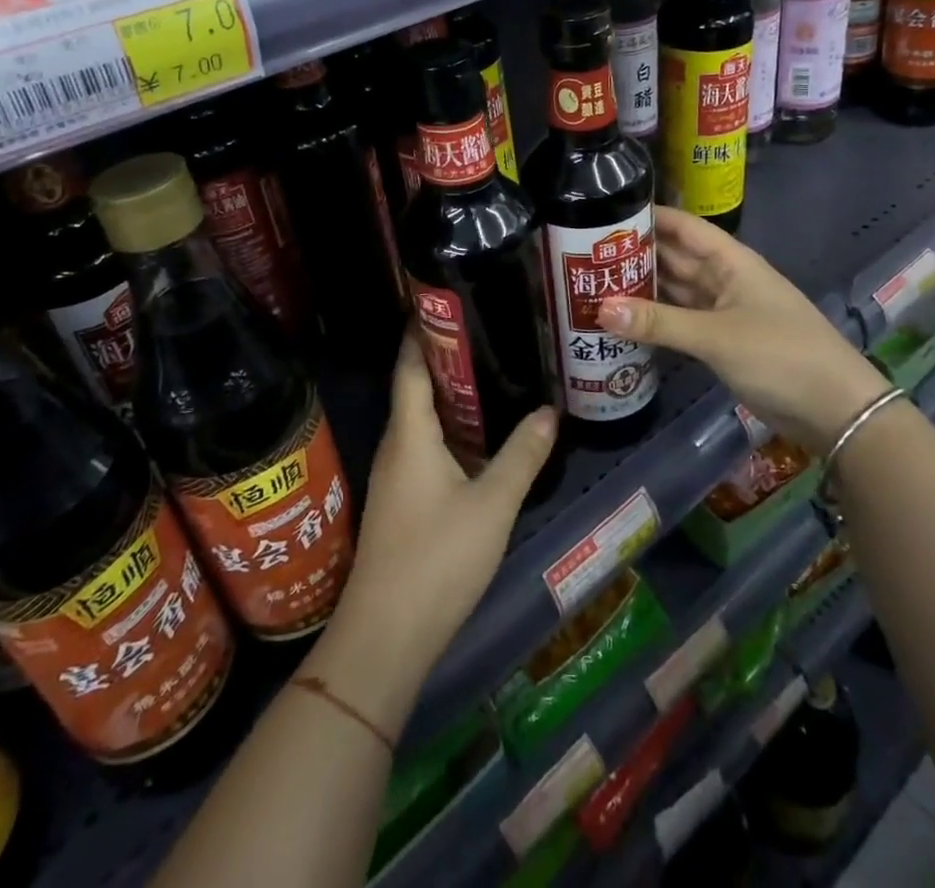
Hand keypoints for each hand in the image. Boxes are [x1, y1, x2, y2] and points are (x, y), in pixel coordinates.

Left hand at [311, 326, 557, 735]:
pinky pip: (427, 446)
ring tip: (494, 374)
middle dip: (448, 357)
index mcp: (410, 432)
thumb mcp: (492, 504)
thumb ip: (522, 456)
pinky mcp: (402, 500)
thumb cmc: (437, 558)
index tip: (447, 299)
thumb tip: (548, 411)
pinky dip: (452, 430)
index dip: (424, 328)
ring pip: (423, 419)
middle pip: (417, 385)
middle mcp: (397, 444)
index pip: (411, 363)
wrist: (385, 636)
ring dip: (453, 396)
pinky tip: (481, 437)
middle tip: (490, 331)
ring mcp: (396, 474)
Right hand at [597, 205, 887, 451]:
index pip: (683, 226)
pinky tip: (623, 320)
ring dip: (642, 288)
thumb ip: (657, 323)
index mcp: (731, 261)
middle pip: (675, 258)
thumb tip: (599, 309)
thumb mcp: (715, 336)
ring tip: (593, 283)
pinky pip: (681, 320)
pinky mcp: (722, 341)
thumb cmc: (780, 355)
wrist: (835, 410)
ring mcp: (724, 311)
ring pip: (676, 291)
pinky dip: (655, 319)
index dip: (649, 216)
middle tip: (584, 253)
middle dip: (636, 254)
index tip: (605, 212)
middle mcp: (725, 279)